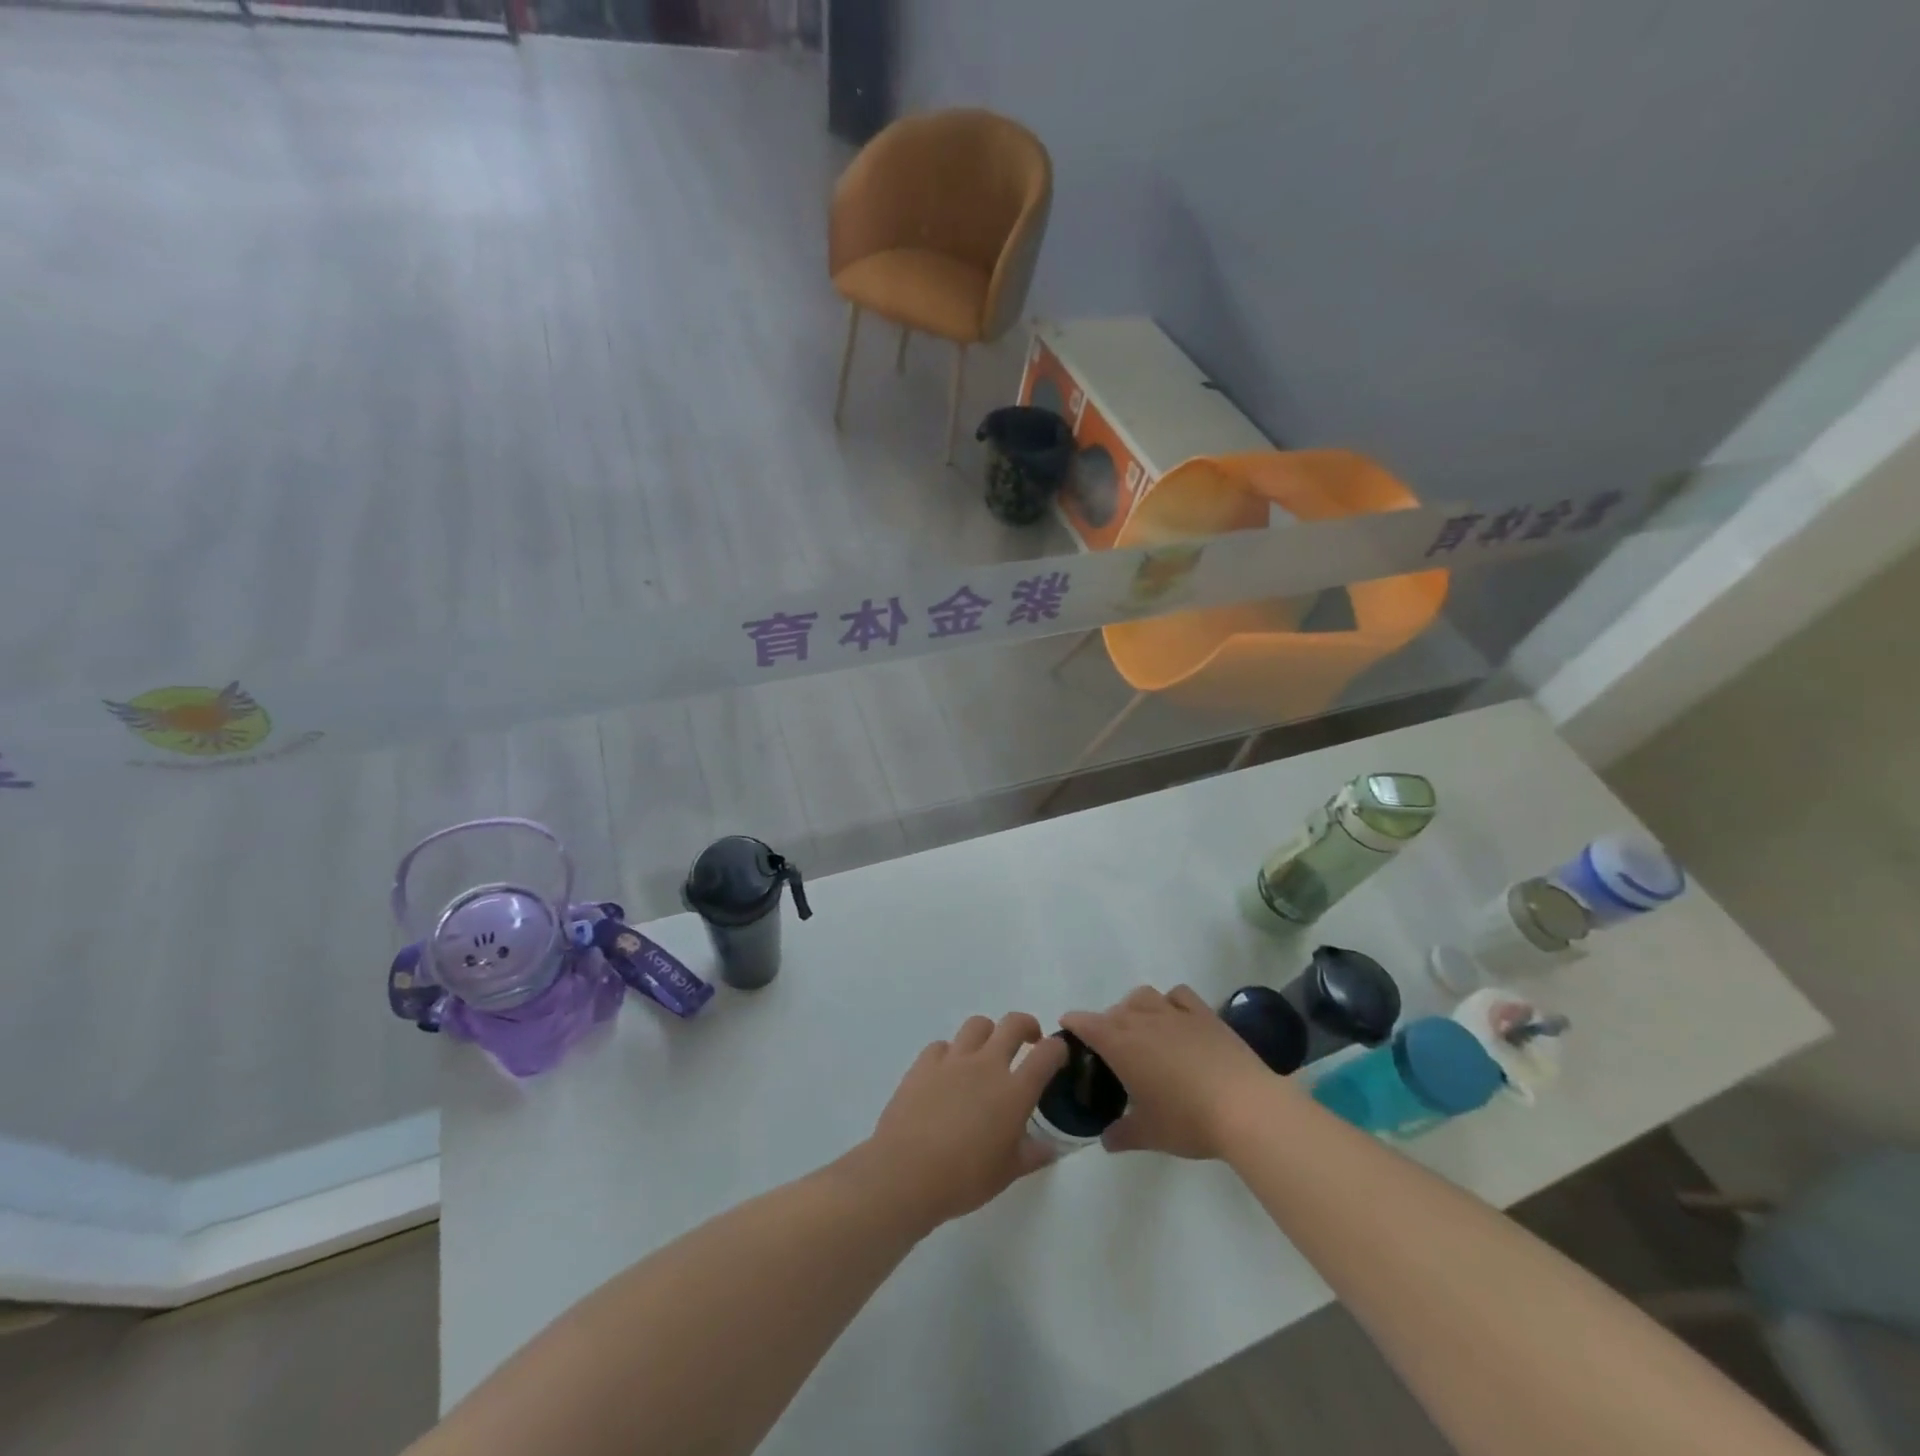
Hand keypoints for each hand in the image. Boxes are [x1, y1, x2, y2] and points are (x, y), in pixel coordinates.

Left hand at [844, 1012, 1068, 1233]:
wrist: (906, 1173)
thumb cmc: (963, 1178)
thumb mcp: (1007, 1173)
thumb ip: (1032, 1154)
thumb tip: (1049, 1147)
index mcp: (1014, 1091)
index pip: (1047, 1054)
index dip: (1057, 1049)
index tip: (1058, 1054)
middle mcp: (986, 1065)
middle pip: (1013, 1024)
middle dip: (1027, 1026)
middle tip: (1029, 1041)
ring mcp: (953, 1059)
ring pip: (977, 1025)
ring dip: (988, 1034)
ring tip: (986, 1053)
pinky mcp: (924, 1063)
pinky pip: (943, 1045)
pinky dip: (951, 1054)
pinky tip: (947, 1074)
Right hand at [1061, 985, 1281, 1159]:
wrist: (1245, 1107)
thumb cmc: (1188, 1120)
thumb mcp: (1150, 1135)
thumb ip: (1122, 1134)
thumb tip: (1107, 1140)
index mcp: (1120, 1044)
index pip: (1085, 1023)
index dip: (1073, 1024)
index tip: (1068, 1031)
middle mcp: (1142, 1019)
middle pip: (1113, 1011)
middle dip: (1106, 1025)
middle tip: (1111, 1053)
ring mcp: (1175, 1013)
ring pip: (1143, 996)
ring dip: (1134, 1008)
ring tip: (1141, 1030)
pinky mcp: (1204, 1014)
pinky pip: (1178, 995)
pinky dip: (1170, 1002)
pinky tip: (1175, 1020)